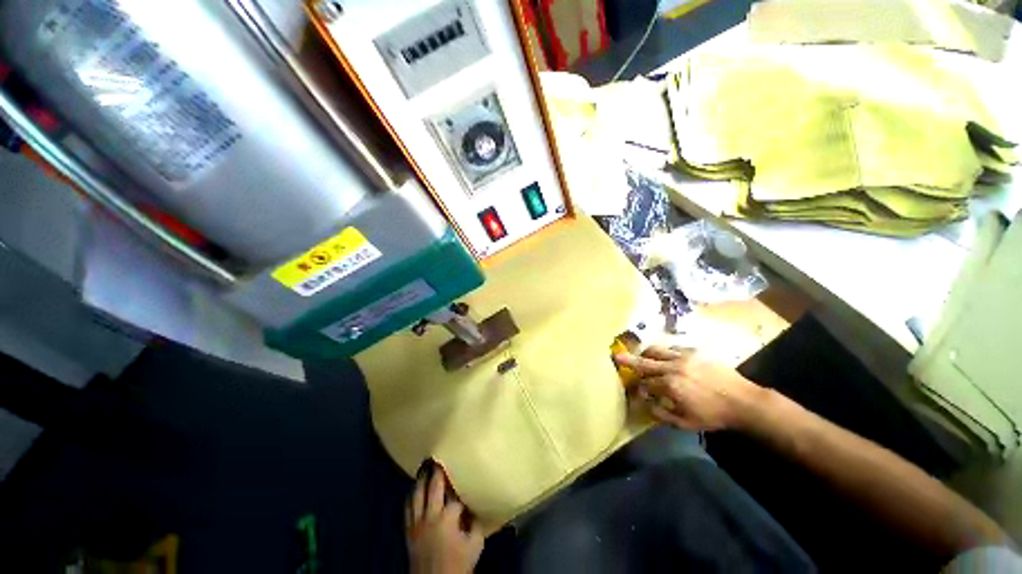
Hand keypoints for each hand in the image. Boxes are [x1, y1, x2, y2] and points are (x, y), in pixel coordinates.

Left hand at [405, 460, 483, 573]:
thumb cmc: (458, 565)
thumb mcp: (475, 545)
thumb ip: (477, 523)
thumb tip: (477, 506)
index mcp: (448, 518)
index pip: (455, 493)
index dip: (460, 482)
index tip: (464, 467)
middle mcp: (430, 515)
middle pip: (433, 486)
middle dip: (437, 470)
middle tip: (439, 454)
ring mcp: (417, 522)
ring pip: (416, 493)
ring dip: (420, 478)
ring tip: (425, 465)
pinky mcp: (408, 529)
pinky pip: (406, 507)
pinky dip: (410, 495)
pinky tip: (414, 488)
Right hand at [614, 346, 763, 430]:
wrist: (743, 401)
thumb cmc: (714, 415)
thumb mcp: (687, 423)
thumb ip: (662, 414)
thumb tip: (645, 404)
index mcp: (670, 386)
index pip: (645, 384)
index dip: (638, 388)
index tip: (636, 391)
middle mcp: (673, 367)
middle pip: (645, 362)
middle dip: (628, 360)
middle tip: (616, 356)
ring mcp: (683, 357)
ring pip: (656, 350)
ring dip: (646, 353)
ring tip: (641, 355)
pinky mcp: (694, 351)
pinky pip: (672, 348)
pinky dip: (664, 352)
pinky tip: (666, 357)